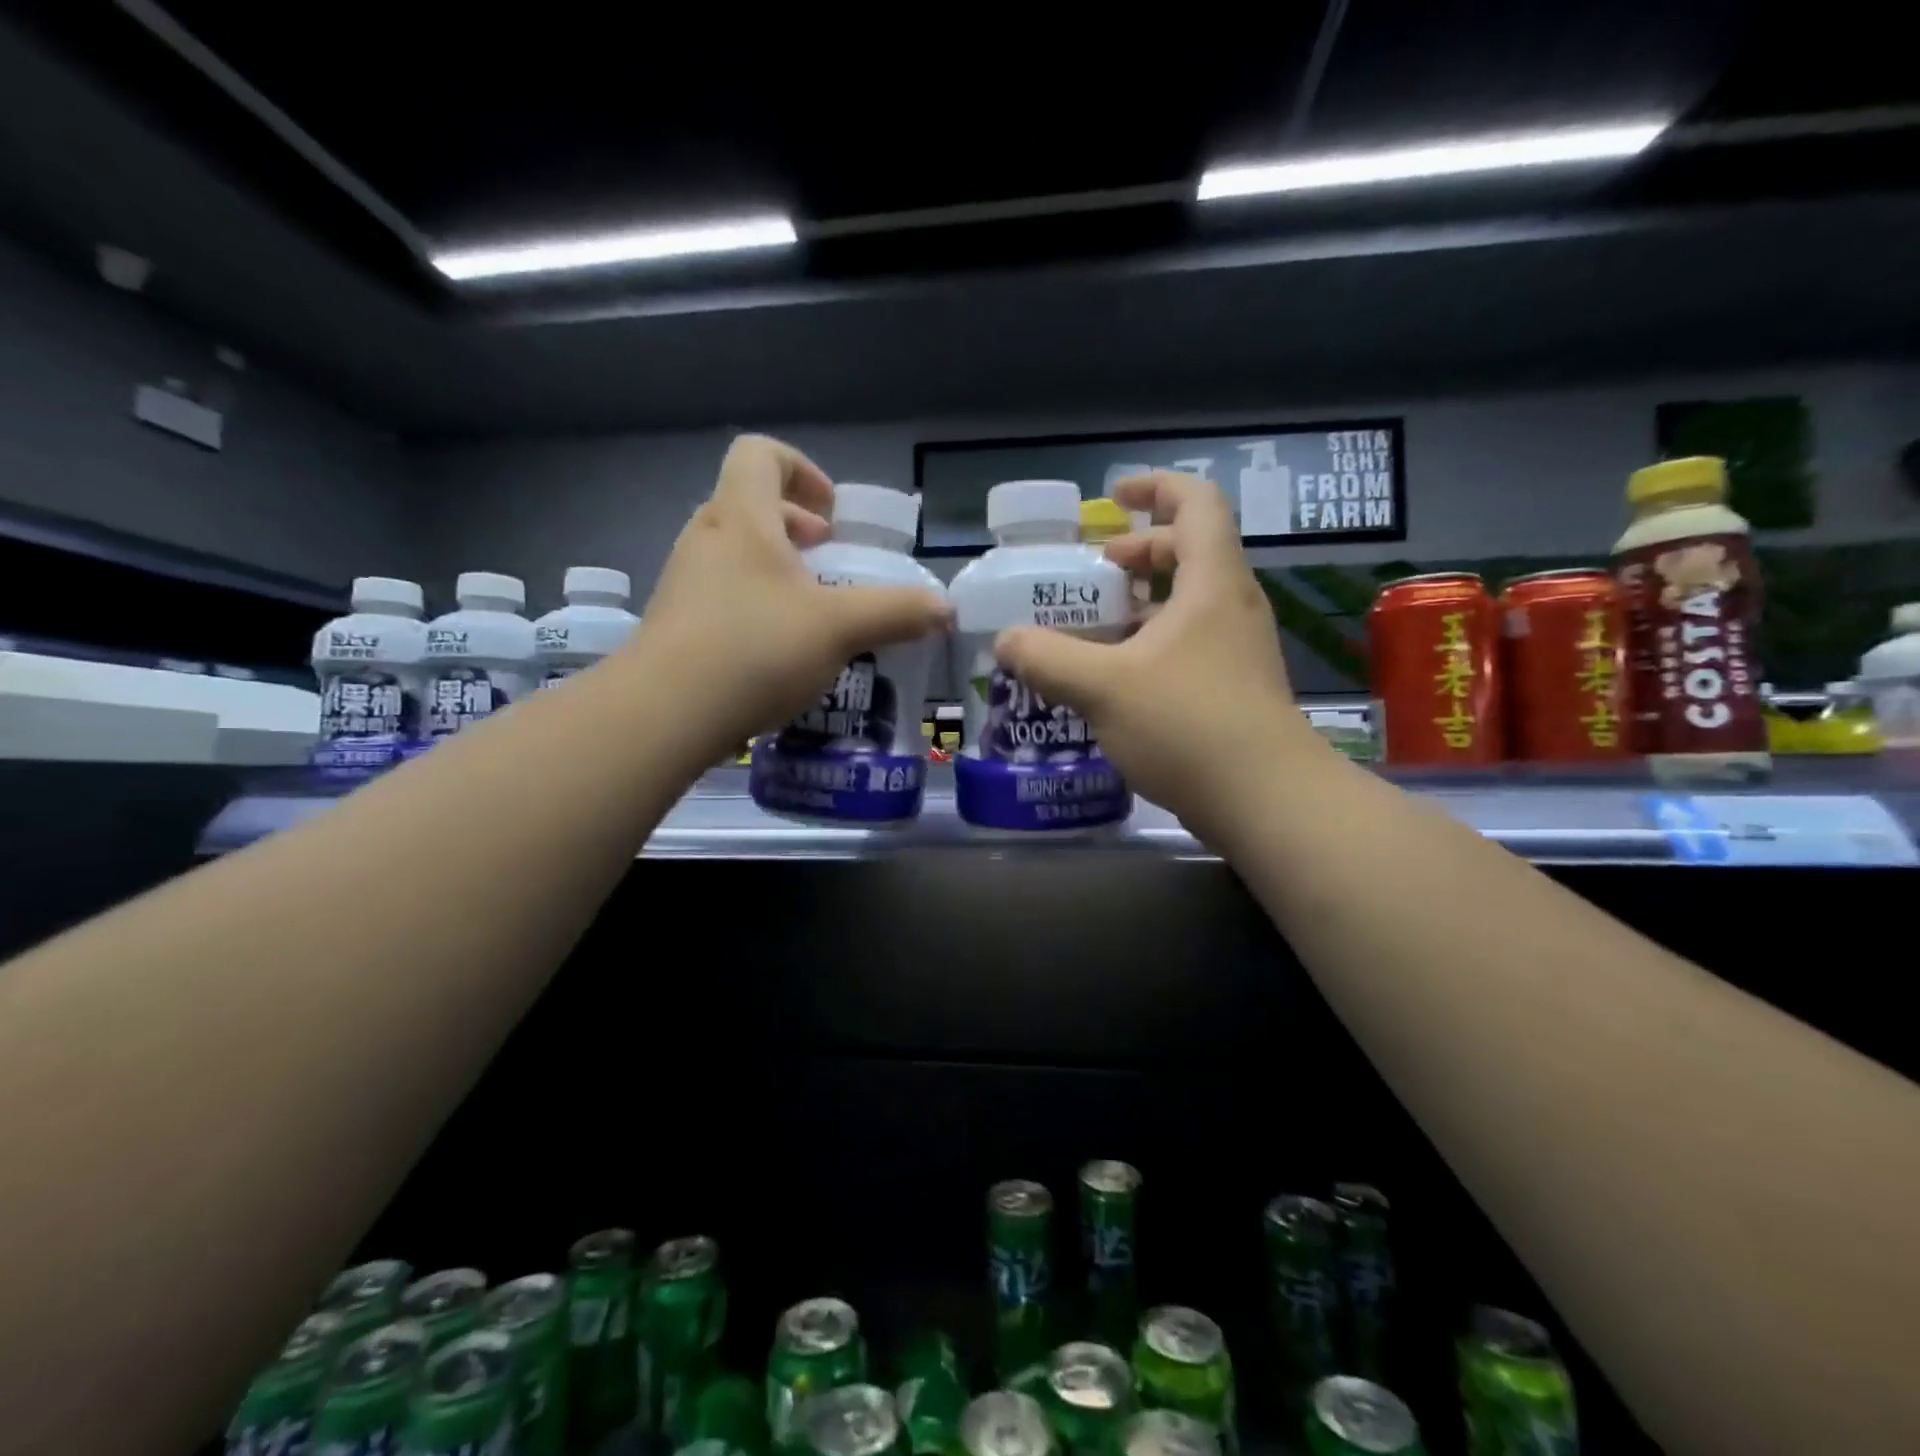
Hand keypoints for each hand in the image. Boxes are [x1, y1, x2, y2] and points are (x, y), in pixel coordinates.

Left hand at [635, 434, 951, 753]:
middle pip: (750, 505)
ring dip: (777, 569)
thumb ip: (896, 613)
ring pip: (735, 554)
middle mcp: (706, 539)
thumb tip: (945, 609)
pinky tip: (779, 652)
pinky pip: (722, 595)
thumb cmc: (755, 648)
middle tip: (828, 561)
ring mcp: (684, 583)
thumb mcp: (840, 628)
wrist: (664, 714)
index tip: (832, 516)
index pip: (760, 454)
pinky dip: (756, 605)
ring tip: (811, 610)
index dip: (802, 470)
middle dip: (796, 527)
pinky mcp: (676, 625)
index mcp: (742, 517)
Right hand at [994, 471, 1324, 839]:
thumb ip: (1048, 658)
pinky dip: (1152, 643)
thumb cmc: (1187, 725)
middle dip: (1140, 550)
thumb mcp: (1103, 687)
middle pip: (1191, 551)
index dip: (1155, 487)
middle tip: (1095, 570)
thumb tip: (1006, 641)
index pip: (1196, 503)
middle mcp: (1231, 606)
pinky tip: (1116, 678)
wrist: (1265, 800)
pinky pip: (1190, 644)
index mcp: (1211, 584)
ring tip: (1095, 626)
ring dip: (1142, 603)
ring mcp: (1237, 649)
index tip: (1113, 497)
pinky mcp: (1234, 688)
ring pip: (1189, 603)